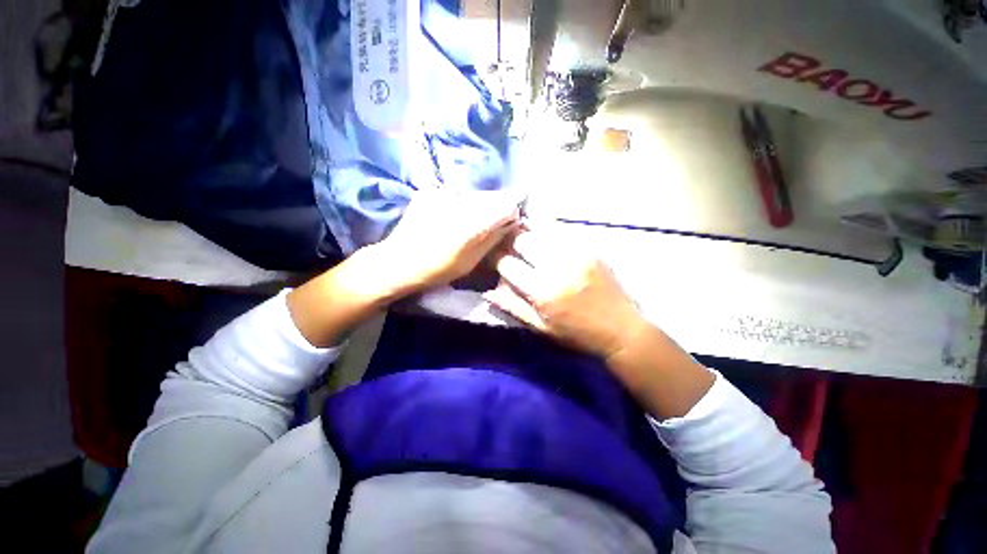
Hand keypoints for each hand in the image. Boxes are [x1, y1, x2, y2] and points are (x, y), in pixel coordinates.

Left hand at [372, 190, 520, 293]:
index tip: (508, 225)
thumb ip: (493, 238)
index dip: (511, 213)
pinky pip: (456, 195)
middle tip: (488, 227)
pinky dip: (459, 205)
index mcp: (473, 221)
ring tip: (466, 225)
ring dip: (477, 207)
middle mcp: (460, 200)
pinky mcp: (430, 192)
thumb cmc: (437, 268)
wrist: (398, 262)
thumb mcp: (471, 261)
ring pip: (474, 195)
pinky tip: (449, 219)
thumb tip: (510, 223)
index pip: (507, 204)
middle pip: (491, 197)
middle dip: (495, 210)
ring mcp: (442, 193)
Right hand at [484, 228, 647, 358]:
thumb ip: (513, 307)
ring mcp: (576, 253)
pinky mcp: (590, 248)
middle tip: (514, 251)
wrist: (622, 329)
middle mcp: (557, 267)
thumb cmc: (578, 333)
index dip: (499, 261)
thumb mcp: (541, 328)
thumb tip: (488, 291)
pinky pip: (561, 232)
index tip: (500, 263)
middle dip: (513, 244)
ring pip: (541, 231)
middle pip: (523, 239)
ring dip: (530, 236)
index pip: (507, 264)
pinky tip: (549, 244)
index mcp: (543, 291)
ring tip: (530, 245)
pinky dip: (549, 235)